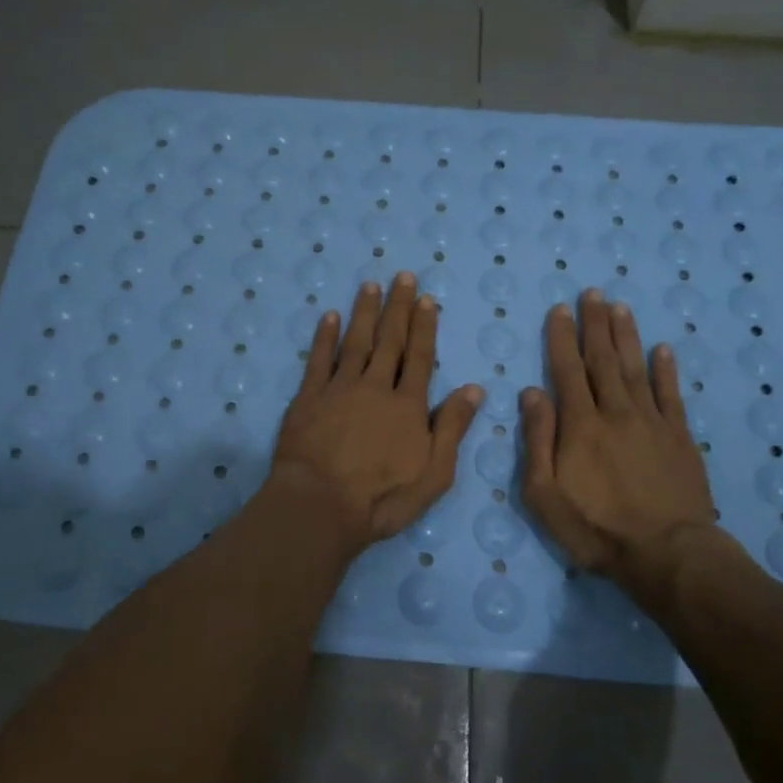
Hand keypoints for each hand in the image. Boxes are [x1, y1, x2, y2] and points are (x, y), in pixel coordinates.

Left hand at [270, 274, 483, 551]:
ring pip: (356, 342)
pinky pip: (319, 360)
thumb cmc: (382, 498)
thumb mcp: (434, 473)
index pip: (420, 357)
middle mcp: (376, 388)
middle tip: (402, 277)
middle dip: (398, 308)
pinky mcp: (308, 398)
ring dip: (364, 312)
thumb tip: (474, 388)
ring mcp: (339, 390)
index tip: (426, 299)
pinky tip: (330, 316)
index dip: (424, 327)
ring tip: (370, 285)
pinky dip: (325, 337)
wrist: (319, 505)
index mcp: (408, 406)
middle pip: (390, 341)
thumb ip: (453, 428)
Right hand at [520, 291, 721, 590]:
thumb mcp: (545, 494)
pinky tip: (663, 349)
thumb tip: (531, 392)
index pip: (567, 370)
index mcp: (581, 425)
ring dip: (626, 336)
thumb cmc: (596, 528)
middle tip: (593, 292)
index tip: (560, 309)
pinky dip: (666, 370)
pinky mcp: (680, 438)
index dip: (562, 338)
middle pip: (603, 360)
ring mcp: (652, 422)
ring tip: (620, 307)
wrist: (667, 554)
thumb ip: (537, 440)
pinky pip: (671, 395)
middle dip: (595, 324)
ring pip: (636, 369)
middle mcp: (616, 412)